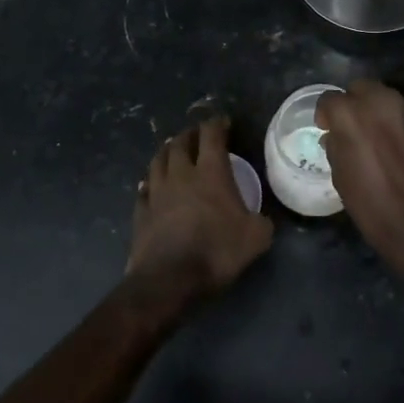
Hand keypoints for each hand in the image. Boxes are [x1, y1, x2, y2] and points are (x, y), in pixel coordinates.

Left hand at [127, 118, 272, 308]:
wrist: (168, 280)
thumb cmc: (216, 251)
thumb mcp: (256, 238)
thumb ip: (262, 222)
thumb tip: (263, 219)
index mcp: (211, 172)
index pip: (212, 134)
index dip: (217, 123)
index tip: (223, 122)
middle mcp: (181, 174)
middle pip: (181, 142)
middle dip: (190, 134)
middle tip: (197, 135)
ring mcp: (157, 192)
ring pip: (158, 160)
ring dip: (167, 151)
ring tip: (173, 150)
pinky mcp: (141, 212)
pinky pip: (144, 189)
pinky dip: (149, 182)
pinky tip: (150, 185)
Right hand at [315, 80, 403, 290]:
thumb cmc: (374, 207)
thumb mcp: (341, 179)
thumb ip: (336, 147)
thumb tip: (336, 136)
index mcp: (351, 114)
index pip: (330, 99)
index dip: (327, 115)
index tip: (329, 129)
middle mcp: (383, 102)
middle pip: (363, 88)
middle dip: (357, 104)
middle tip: (359, 130)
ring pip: (393, 102)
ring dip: (387, 117)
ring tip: (390, 145)